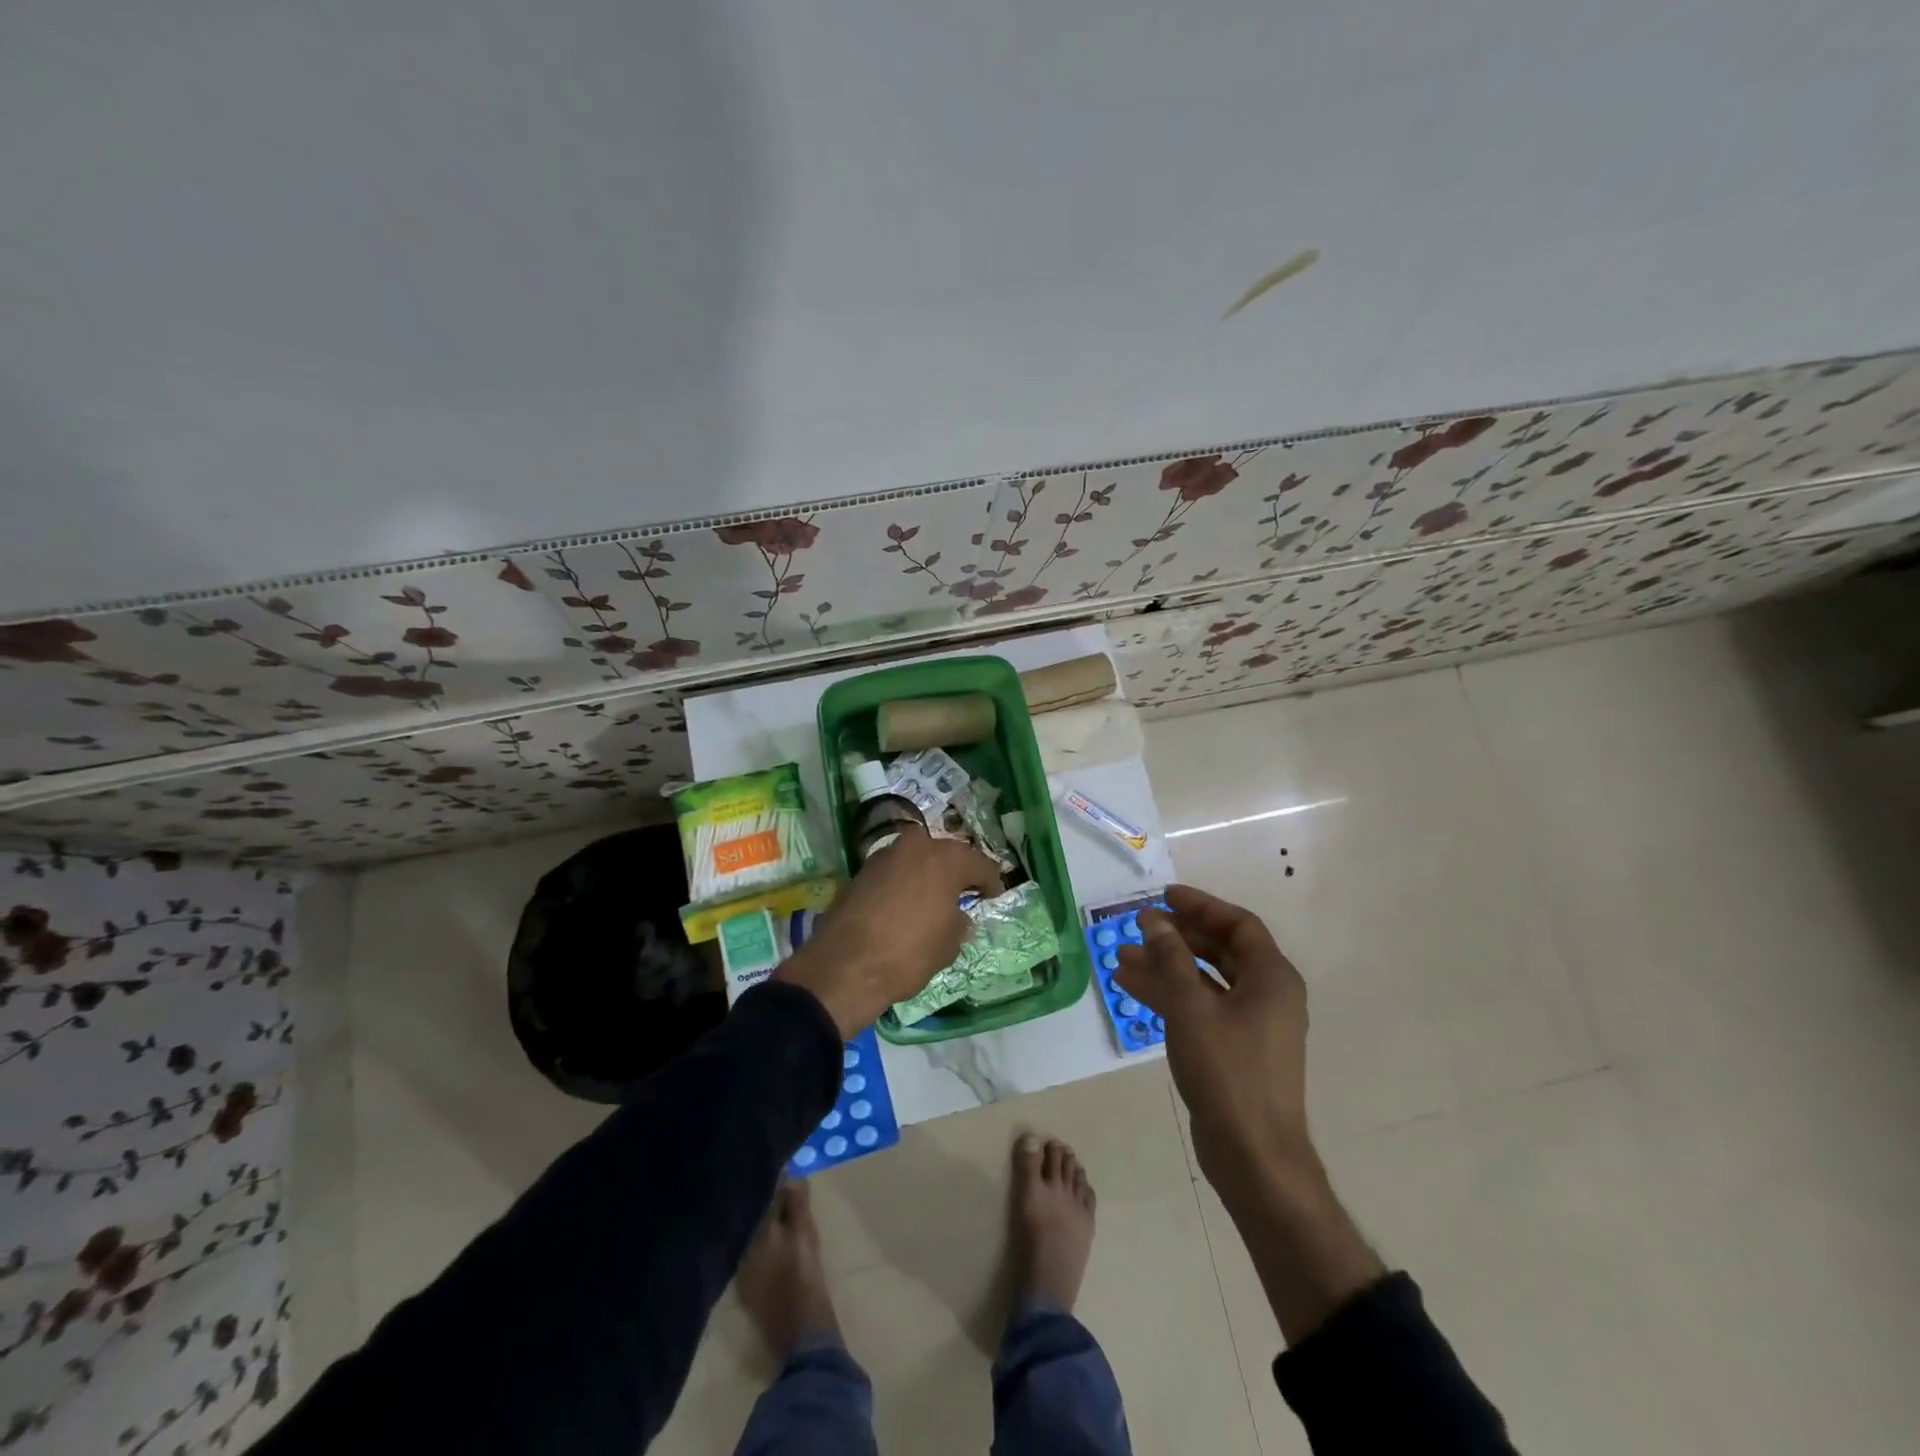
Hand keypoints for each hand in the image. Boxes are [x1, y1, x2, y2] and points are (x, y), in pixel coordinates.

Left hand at [775, 830, 1002, 1036]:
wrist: (845, 966)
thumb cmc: (908, 953)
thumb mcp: (949, 944)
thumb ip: (959, 922)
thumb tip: (957, 916)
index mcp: (946, 858)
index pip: (980, 864)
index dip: (991, 882)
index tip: (994, 896)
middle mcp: (916, 846)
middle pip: (947, 854)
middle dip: (958, 872)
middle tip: (965, 892)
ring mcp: (885, 854)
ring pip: (917, 858)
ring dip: (928, 873)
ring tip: (934, 898)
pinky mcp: (862, 870)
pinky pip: (895, 870)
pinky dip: (905, 881)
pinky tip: (907, 903)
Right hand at [1114, 885, 1314, 1209]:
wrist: (1253, 1156)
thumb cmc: (1228, 1072)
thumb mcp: (1192, 1007)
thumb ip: (1171, 958)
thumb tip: (1154, 920)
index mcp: (1272, 978)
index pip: (1238, 924)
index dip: (1201, 906)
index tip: (1164, 896)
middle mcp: (1267, 994)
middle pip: (1221, 949)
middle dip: (1178, 936)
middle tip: (1140, 925)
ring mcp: (1251, 1024)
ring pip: (1205, 980)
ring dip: (1166, 965)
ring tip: (1122, 956)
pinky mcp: (1233, 1048)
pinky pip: (1200, 1007)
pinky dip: (1170, 994)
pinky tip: (1131, 986)